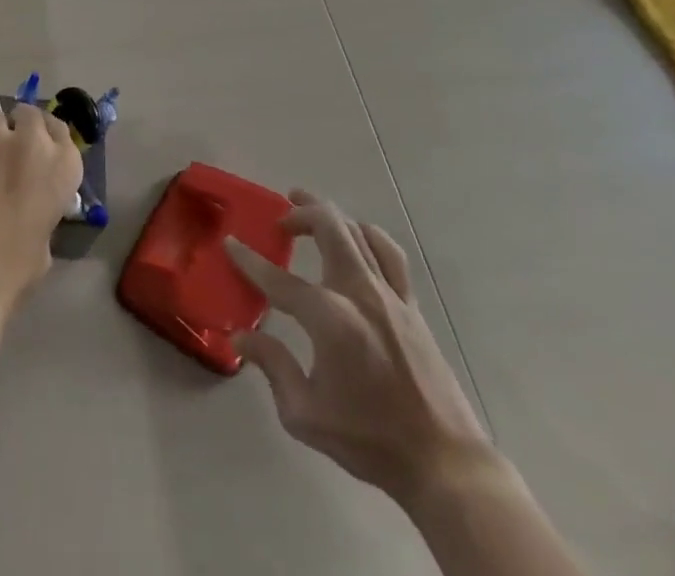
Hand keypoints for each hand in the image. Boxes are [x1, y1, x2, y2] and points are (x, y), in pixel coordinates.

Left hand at [0, 96, 82, 368]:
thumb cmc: (15, 271)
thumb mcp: (45, 243)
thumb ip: (43, 212)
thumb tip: (30, 207)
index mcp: (63, 167)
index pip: (60, 130)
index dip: (47, 135)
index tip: (37, 143)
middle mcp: (32, 142)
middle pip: (28, 113)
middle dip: (19, 124)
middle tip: (8, 142)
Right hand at [226, 192, 493, 505]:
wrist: (444, 464)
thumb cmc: (369, 440)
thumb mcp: (305, 414)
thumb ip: (272, 366)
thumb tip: (241, 337)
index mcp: (329, 318)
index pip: (277, 278)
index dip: (248, 260)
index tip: (230, 243)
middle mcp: (359, 293)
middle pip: (328, 226)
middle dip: (299, 212)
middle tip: (279, 219)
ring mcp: (390, 295)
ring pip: (358, 231)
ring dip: (330, 215)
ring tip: (310, 210)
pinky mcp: (411, 306)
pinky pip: (390, 254)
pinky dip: (368, 235)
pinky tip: (357, 238)